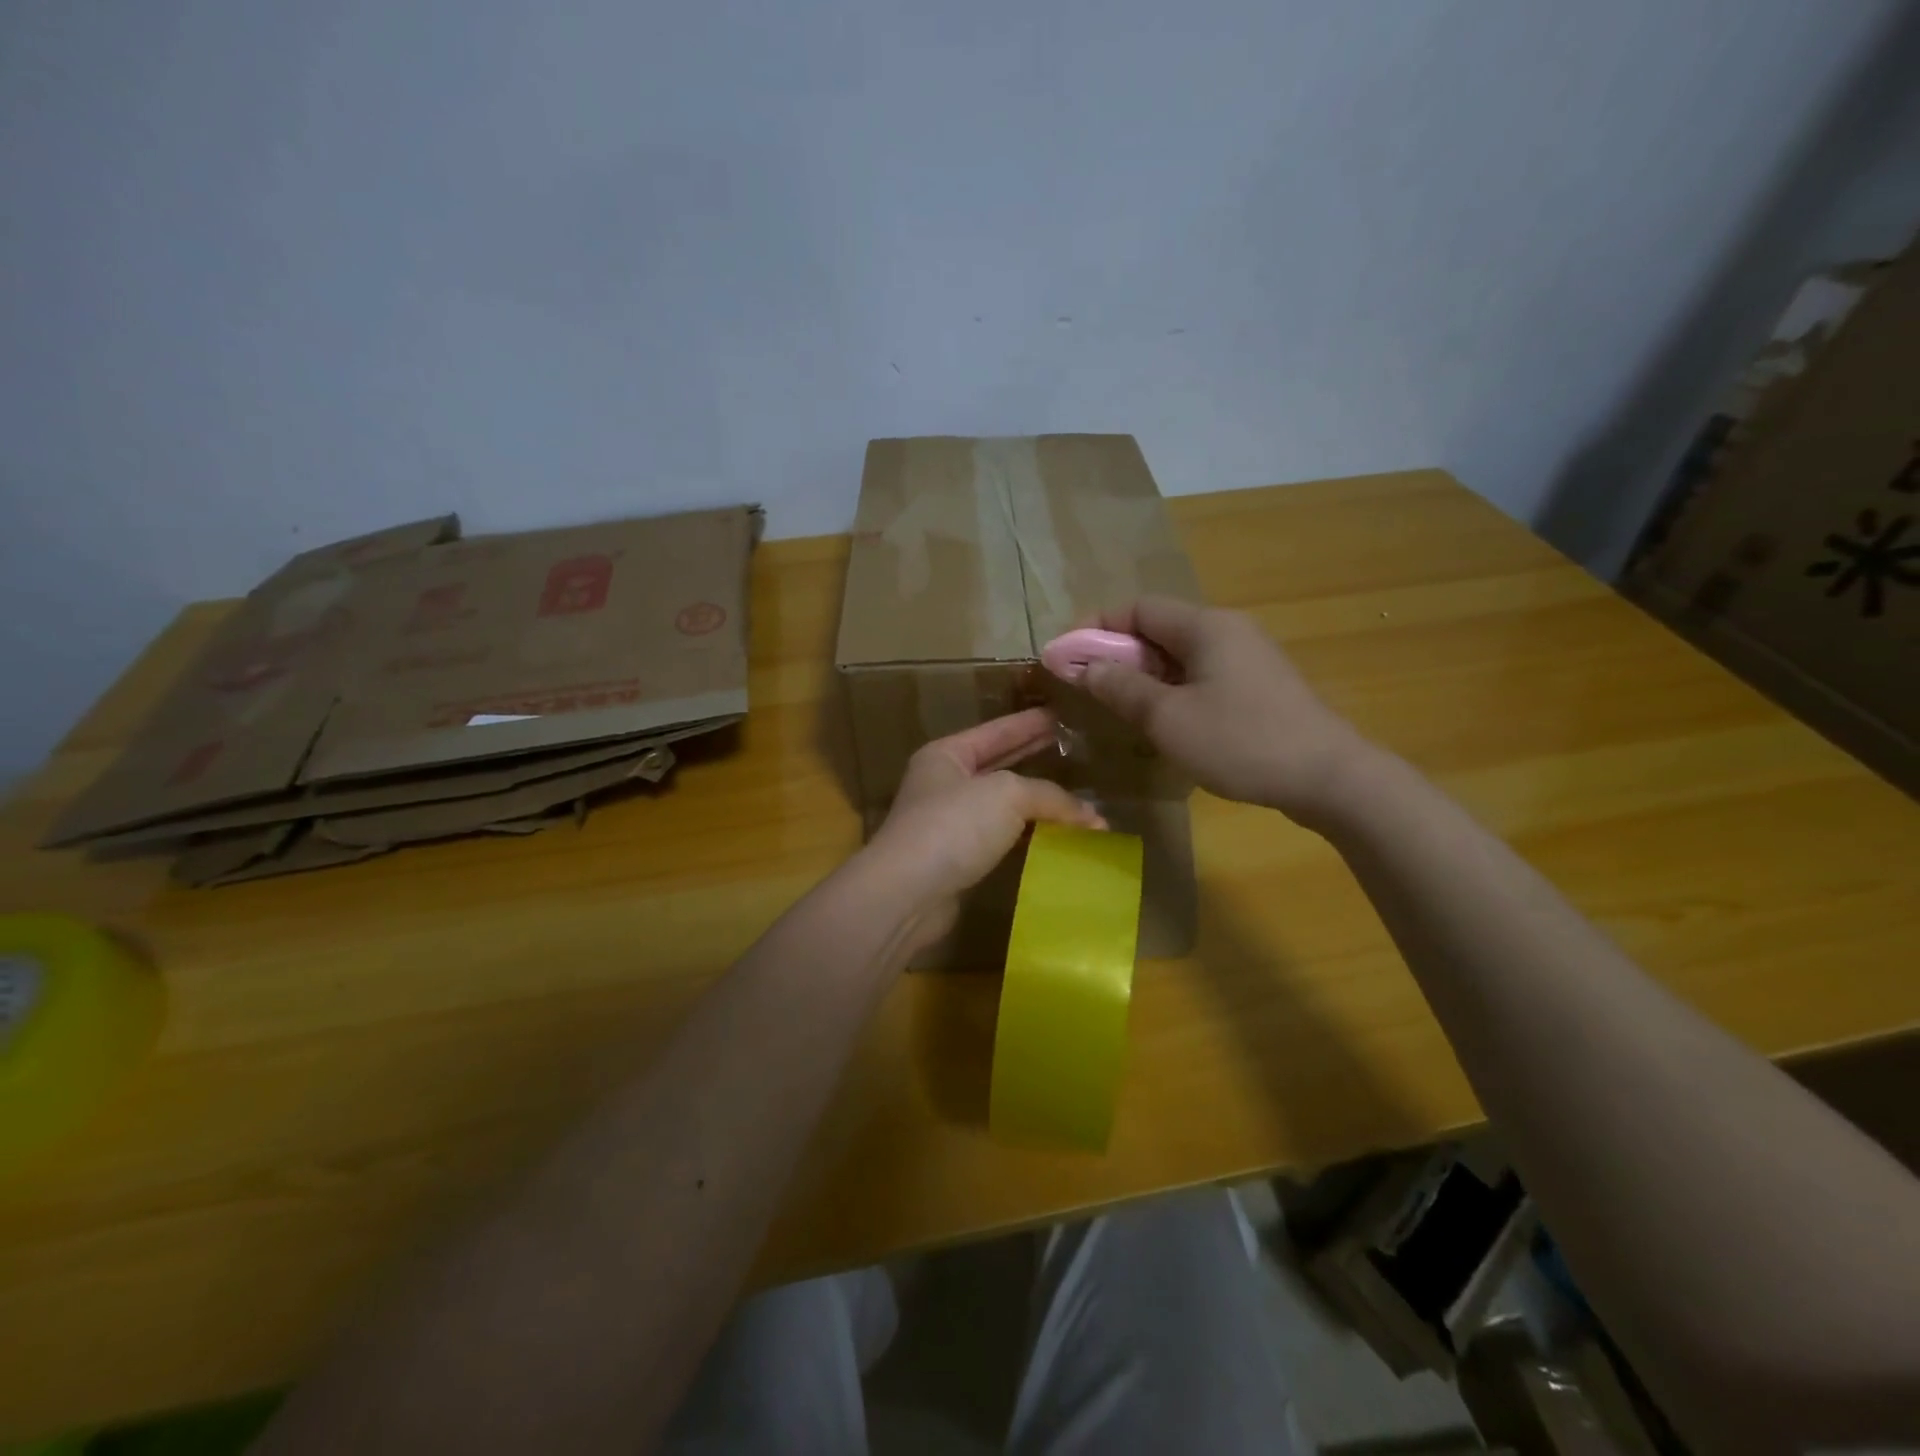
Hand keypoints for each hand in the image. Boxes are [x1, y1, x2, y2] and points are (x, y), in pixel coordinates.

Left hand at [862, 709, 1104, 948]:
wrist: (907, 893)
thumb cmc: (953, 825)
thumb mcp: (1007, 794)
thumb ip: (1050, 797)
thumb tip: (1093, 816)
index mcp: (946, 755)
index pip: (996, 731)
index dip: (1029, 722)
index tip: (1060, 714)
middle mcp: (944, 784)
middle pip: (998, 764)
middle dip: (1033, 756)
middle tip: (1072, 748)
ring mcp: (949, 824)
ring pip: (1001, 805)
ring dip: (1036, 802)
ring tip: (1075, 796)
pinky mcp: (957, 860)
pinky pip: (1001, 838)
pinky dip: (1028, 835)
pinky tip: (1056, 836)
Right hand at [1082, 596, 1371, 825]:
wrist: (1328, 777)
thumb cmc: (1240, 741)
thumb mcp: (1167, 718)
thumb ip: (1120, 687)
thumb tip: (1083, 666)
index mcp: (1205, 626)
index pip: (1137, 608)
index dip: (1096, 627)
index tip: (1067, 656)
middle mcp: (1227, 629)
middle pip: (1158, 628)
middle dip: (1117, 654)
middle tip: (1088, 688)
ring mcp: (1248, 657)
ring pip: (1180, 654)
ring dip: (1144, 675)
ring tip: (1121, 708)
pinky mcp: (1260, 685)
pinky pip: (1202, 674)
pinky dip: (1173, 688)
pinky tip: (1165, 721)